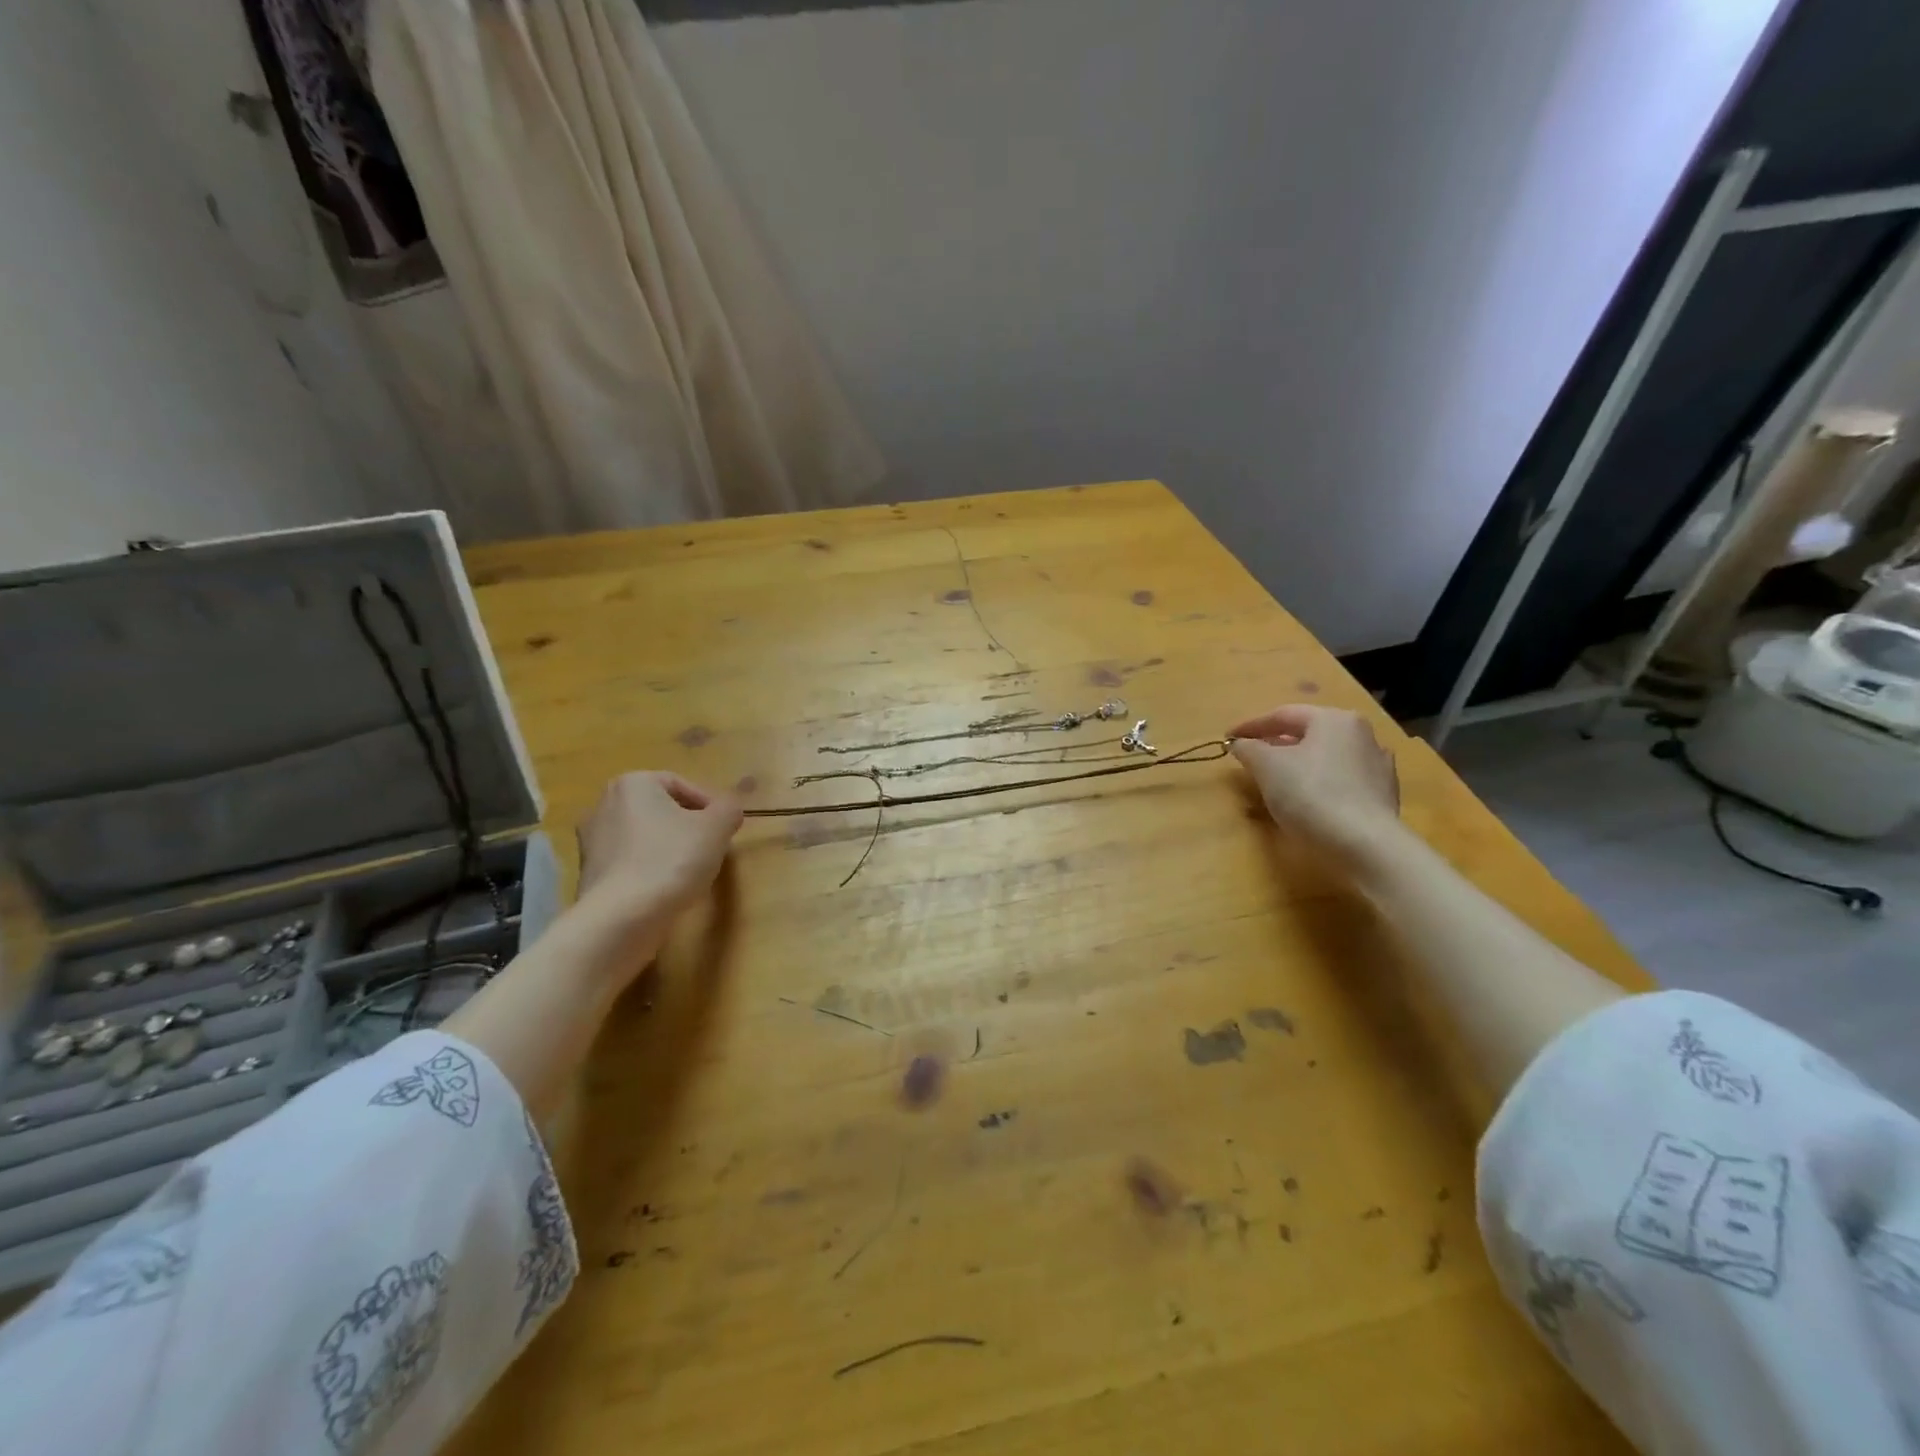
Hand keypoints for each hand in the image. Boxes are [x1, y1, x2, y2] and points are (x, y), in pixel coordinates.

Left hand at [575, 771, 742, 921]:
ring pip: (643, 835)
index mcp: (633, 783)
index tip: (724, 828)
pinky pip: (628, 860)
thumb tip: (730, 809)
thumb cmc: (672, 859)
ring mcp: (590, 839)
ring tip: (689, 870)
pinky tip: (663, 887)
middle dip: (686, 825)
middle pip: (660, 809)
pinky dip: (647, 867)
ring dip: (667, 847)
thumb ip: (730, 808)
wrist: (621, 916)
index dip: (709, 805)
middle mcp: (603, 803)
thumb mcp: (717, 828)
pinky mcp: (587, 872)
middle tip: (710, 847)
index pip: (681, 784)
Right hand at [1228, 705, 1401, 860]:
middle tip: (1251, 758)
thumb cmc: (1311, 793)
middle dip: (1276, 744)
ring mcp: (1377, 764)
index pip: (1283, 715)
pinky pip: (1342, 780)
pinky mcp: (1384, 794)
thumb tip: (1239, 743)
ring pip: (1326, 757)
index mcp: (1333, 719)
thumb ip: (1248, 748)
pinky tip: (1309, 799)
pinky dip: (1320, 783)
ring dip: (1299, 764)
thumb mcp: (1266, 766)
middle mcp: (1361, 733)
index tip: (1228, 738)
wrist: (1365, 844)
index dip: (1250, 726)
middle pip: (1308, 734)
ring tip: (1277, 780)